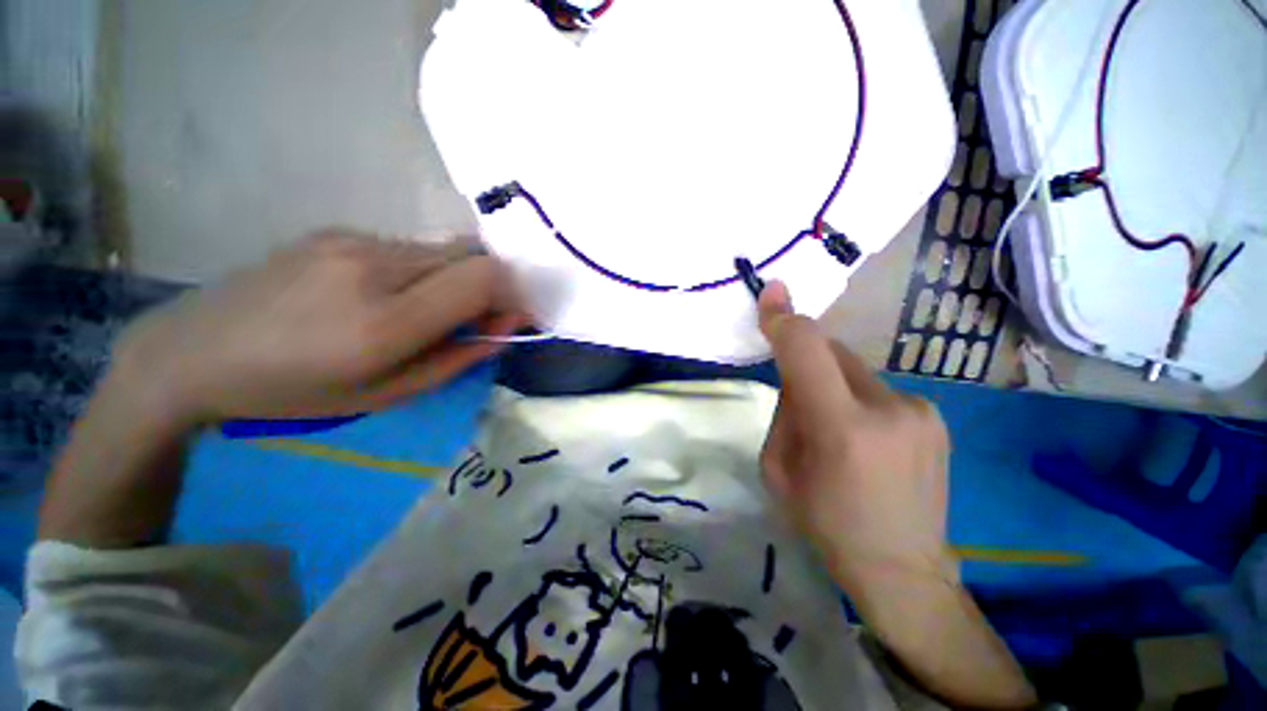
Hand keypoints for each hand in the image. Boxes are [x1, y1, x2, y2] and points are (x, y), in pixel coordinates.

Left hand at [112, 231, 528, 425]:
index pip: (483, 278)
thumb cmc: (295, 393)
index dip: (513, 294)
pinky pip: (408, 248)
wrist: (193, 352)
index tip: (514, 318)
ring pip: (442, 251)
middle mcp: (373, 265)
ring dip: (455, 280)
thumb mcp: (388, 394)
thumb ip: (458, 358)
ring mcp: (351, 240)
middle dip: (491, 287)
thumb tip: (507, 329)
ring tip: (424, 313)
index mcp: (385, 320)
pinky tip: (386, 296)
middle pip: (471, 256)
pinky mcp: (336, 231)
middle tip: (476, 320)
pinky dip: (423, 272)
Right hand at [762, 282, 1034, 708]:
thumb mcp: (777, 467)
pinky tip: (864, 437)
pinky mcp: (934, 414)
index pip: (807, 351)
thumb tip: (796, 377)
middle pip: (831, 351)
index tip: (771, 293)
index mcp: (841, 428)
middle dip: (806, 362)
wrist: (902, 567)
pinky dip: (857, 398)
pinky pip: (876, 388)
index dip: (785, 319)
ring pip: (853, 369)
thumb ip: (785, 410)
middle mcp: (888, 408)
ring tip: (835, 429)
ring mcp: (920, 409)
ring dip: (832, 384)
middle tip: (799, 400)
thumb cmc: (825, 522)